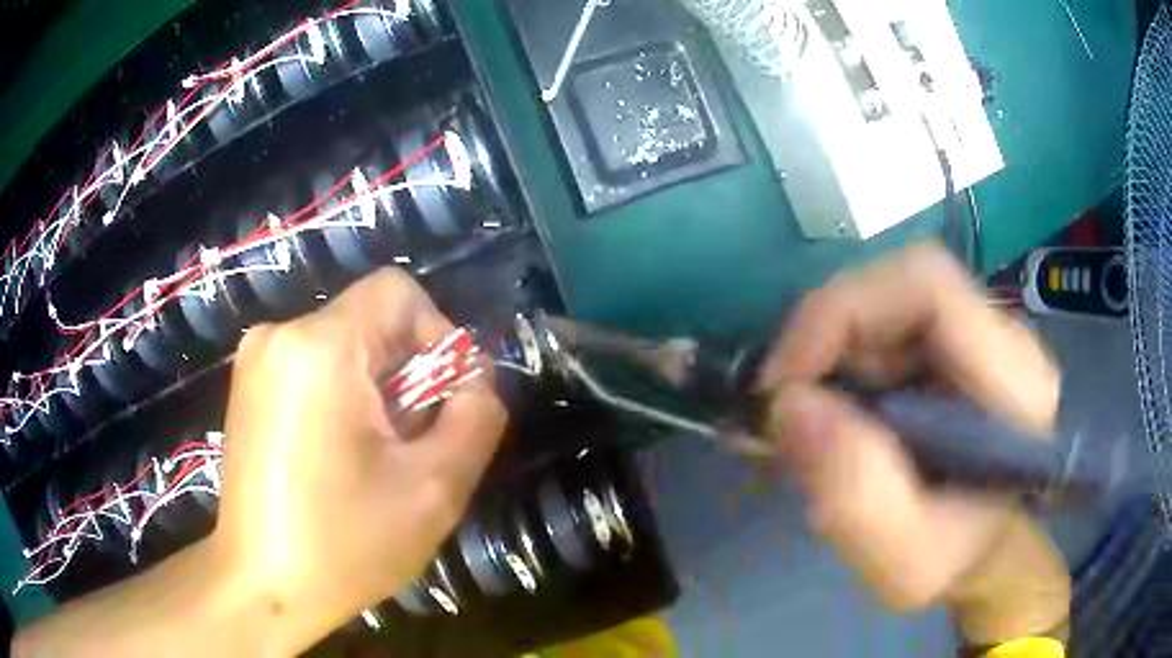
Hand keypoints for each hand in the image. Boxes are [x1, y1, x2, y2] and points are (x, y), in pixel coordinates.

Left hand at [213, 269, 506, 635]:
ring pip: (345, 345)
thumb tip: (475, 378)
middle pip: (371, 321)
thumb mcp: (435, 489)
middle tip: (411, 446)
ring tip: (376, 459)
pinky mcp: (248, 384)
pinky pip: (314, 365)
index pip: (400, 293)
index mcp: (319, 348)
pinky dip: (343, 397)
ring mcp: (256, 359)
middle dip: (407, 375)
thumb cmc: (345, 545)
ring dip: (377, 390)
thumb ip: (477, 416)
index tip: (442, 403)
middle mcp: (279, 334)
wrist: (262, 586)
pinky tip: (339, 456)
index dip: (438, 337)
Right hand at [760, 245, 1068, 642]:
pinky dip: (841, 362)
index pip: (927, 285)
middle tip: (786, 407)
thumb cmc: (952, 557)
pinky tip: (835, 412)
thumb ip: (856, 494)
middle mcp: (1000, 335)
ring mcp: (974, 331)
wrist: (979, 546)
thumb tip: (789, 405)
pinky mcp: (950, 340)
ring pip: (883, 302)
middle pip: (897, 285)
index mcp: (1014, 380)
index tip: (787, 379)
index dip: (846, 309)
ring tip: (811, 422)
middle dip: (827, 337)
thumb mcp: (903, 559)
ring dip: (831, 355)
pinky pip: (883, 324)